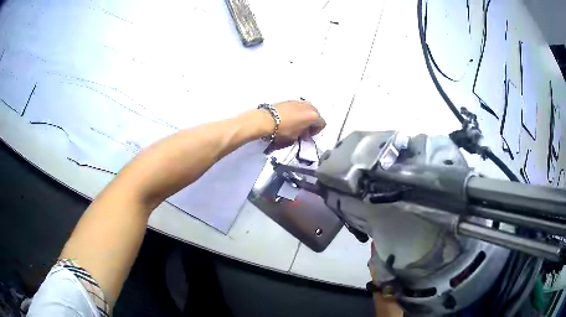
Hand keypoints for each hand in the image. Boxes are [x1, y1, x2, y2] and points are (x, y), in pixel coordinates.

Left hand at [272, 100, 325, 147]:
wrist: (267, 119)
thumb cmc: (284, 129)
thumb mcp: (296, 136)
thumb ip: (304, 134)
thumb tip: (306, 134)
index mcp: (313, 116)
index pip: (322, 123)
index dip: (316, 131)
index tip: (308, 135)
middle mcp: (310, 106)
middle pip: (316, 115)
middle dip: (312, 122)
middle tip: (304, 130)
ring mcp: (300, 101)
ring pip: (308, 109)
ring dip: (305, 116)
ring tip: (297, 123)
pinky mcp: (291, 100)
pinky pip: (300, 106)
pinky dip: (299, 112)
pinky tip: (291, 117)